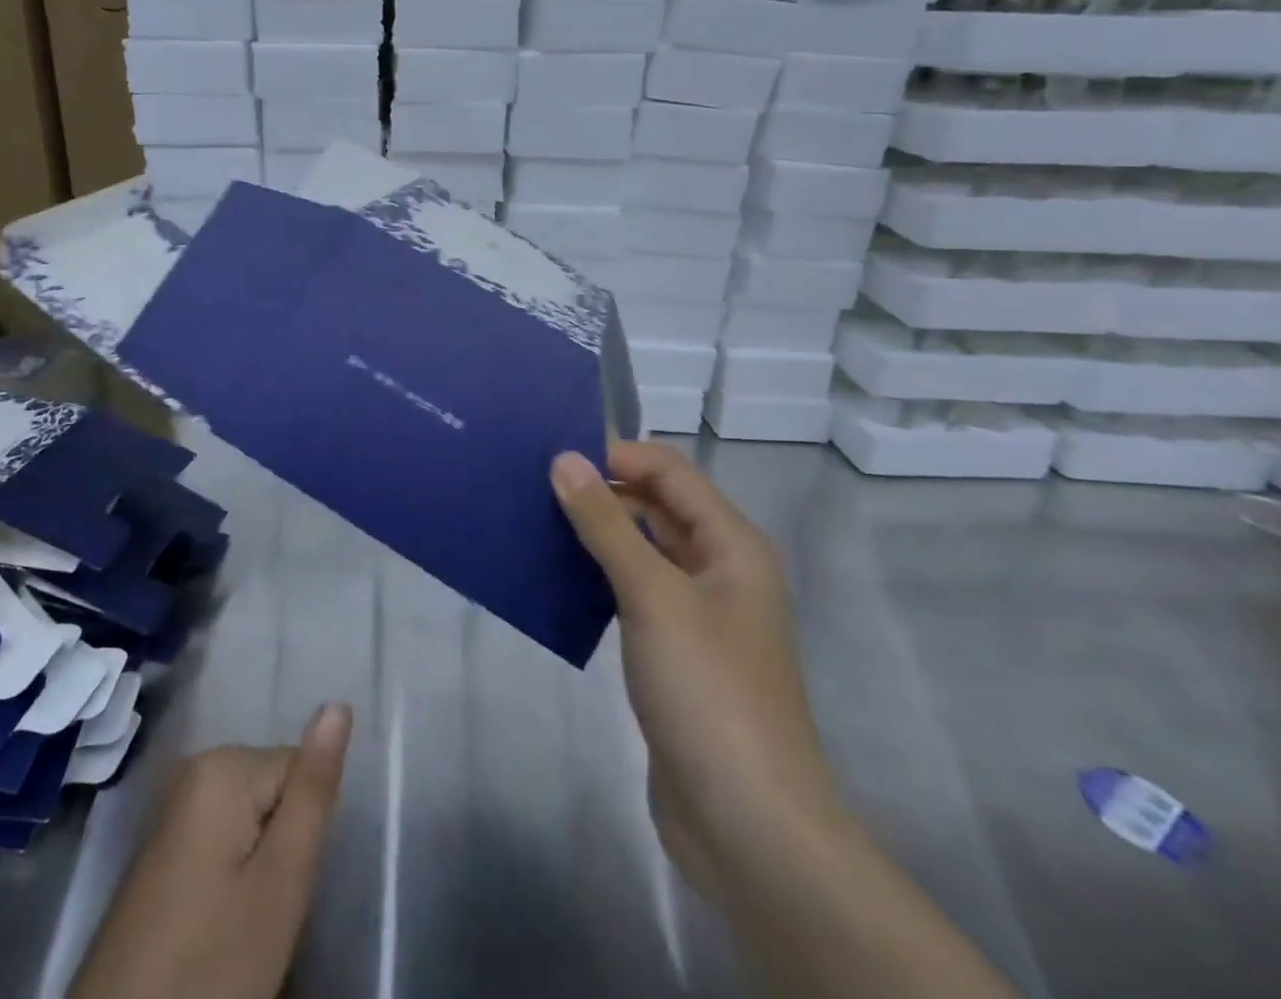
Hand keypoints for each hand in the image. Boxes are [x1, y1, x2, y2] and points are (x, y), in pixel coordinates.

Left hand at [68, 704, 352, 998]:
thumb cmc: (211, 965)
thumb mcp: (281, 883)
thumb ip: (313, 791)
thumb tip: (338, 705)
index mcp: (224, 765)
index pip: (301, 772)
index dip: (303, 833)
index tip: (280, 887)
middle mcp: (196, 769)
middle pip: (276, 792)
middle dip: (281, 849)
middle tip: (261, 913)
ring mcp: (175, 809)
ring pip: (254, 822)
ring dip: (258, 870)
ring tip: (236, 925)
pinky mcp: (165, 848)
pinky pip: (225, 843)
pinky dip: (231, 882)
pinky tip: (213, 927)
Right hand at [551, 443, 842, 891]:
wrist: (748, 825)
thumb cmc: (708, 691)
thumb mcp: (653, 595)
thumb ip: (606, 523)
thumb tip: (564, 459)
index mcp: (732, 543)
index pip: (669, 472)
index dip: (616, 455)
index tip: (552, 457)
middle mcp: (720, 568)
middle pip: (657, 507)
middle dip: (601, 492)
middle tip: (532, 488)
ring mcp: (698, 612)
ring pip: (642, 550)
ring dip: (596, 534)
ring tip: (533, 523)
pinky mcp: (675, 650)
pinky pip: (633, 592)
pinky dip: (598, 577)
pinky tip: (555, 578)